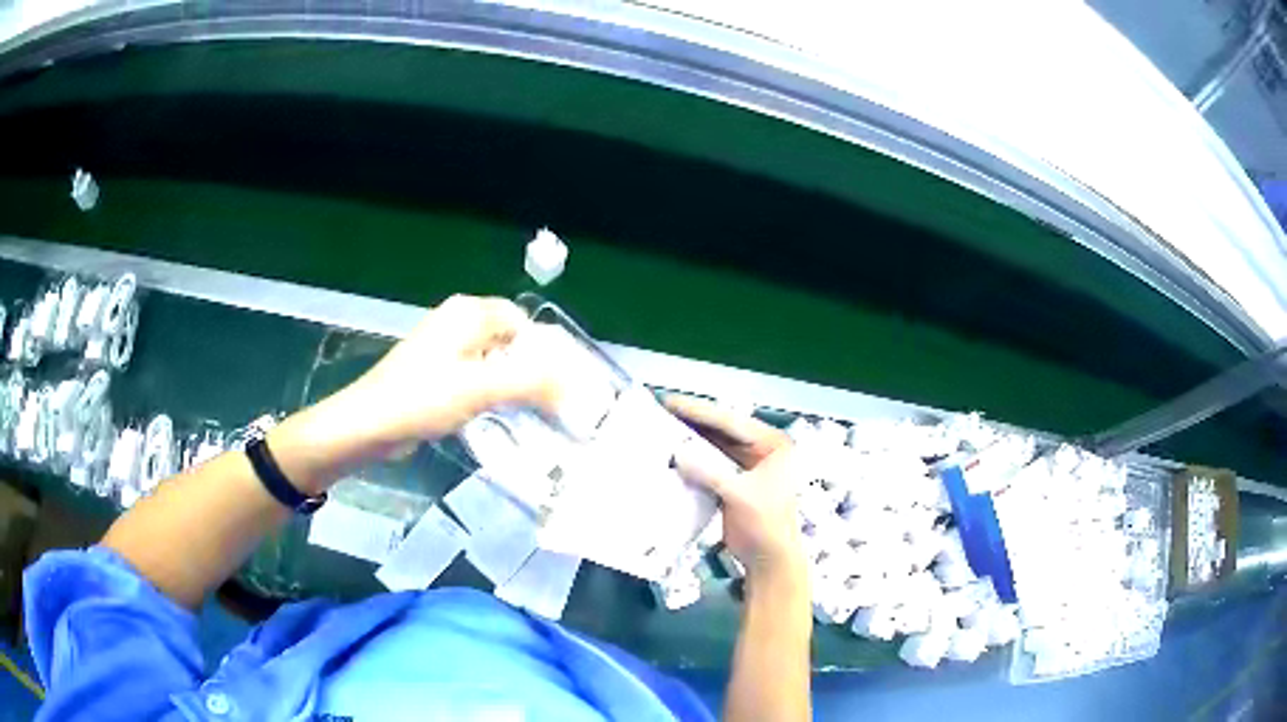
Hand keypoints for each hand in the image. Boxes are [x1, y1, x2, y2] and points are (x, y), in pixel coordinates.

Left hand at [339, 295, 561, 448]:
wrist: (368, 425)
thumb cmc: (422, 398)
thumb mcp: (482, 388)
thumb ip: (532, 383)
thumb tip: (574, 387)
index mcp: (468, 312)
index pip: (522, 321)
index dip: (544, 350)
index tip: (560, 385)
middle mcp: (457, 322)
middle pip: (509, 341)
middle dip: (530, 370)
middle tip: (551, 403)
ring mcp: (444, 349)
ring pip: (492, 362)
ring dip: (512, 386)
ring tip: (532, 415)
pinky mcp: (435, 374)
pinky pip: (475, 378)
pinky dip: (490, 395)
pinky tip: (498, 418)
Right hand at [668, 396, 805, 586]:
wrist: (769, 560)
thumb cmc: (765, 524)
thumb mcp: (739, 495)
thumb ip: (710, 472)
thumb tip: (678, 453)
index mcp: (773, 445)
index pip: (732, 421)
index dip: (700, 411)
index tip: (671, 401)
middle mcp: (762, 450)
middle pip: (723, 430)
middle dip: (694, 422)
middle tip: (661, 409)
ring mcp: (748, 466)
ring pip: (715, 446)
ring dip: (692, 440)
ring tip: (662, 427)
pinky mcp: (734, 483)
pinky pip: (711, 464)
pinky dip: (694, 460)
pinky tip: (672, 454)